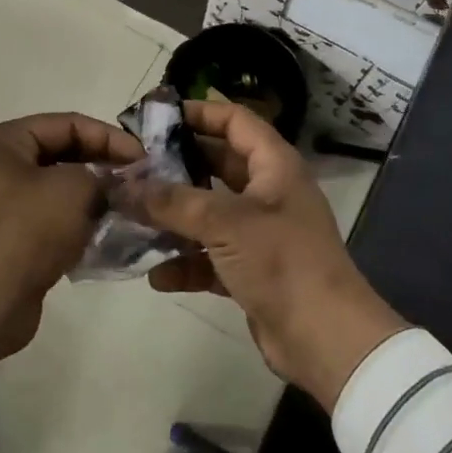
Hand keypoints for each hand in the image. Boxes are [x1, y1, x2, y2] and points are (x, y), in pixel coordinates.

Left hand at [0, 113, 141, 363]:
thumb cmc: (27, 232)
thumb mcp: (74, 189)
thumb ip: (102, 174)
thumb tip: (113, 183)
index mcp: (3, 142)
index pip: (67, 123)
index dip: (109, 136)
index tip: (143, 158)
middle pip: (62, 152)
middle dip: (102, 163)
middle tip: (139, 179)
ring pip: (58, 185)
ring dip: (92, 193)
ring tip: (127, 203)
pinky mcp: (8, 235)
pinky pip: (50, 215)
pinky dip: (77, 218)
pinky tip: (106, 228)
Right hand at [131, 101, 406, 409]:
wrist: (326, 339)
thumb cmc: (282, 261)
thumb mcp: (225, 223)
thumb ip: (173, 201)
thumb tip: (125, 186)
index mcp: (274, 165)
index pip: (235, 121)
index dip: (199, 113)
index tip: (156, 117)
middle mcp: (268, 193)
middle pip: (217, 165)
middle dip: (176, 167)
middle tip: (133, 168)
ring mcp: (261, 234)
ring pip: (210, 214)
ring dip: (175, 217)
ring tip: (132, 218)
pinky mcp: (252, 271)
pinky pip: (211, 257)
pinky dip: (186, 263)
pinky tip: (157, 276)